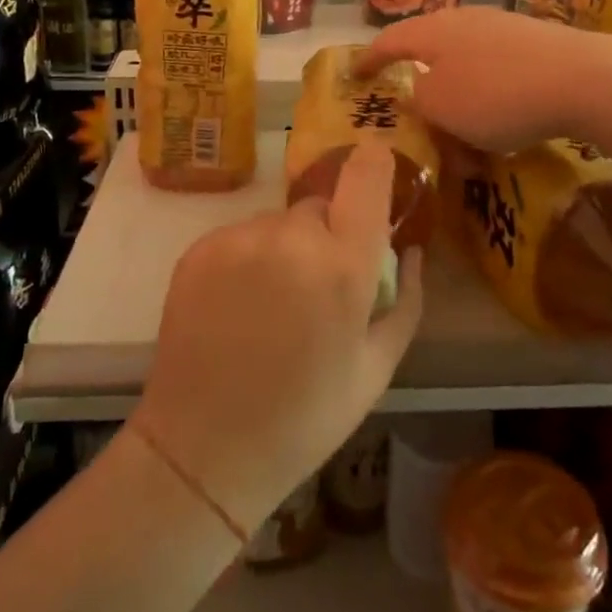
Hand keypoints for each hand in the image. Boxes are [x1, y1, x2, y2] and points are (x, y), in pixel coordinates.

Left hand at [131, 143, 424, 536]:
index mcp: (342, 266)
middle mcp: (290, 238)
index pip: (366, 176)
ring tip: (269, 307)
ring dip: (284, 249)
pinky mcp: (200, 248)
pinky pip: (240, 237)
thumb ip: (404, 300)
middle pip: (319, 209)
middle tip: (315, 291)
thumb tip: (411, 250)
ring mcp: (239, 239)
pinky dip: (246, 259)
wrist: (204, 448)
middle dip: (326, 236)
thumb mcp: (376, 369)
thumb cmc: (305, 416)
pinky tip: (237, 308)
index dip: (375, 163)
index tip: (375, 165)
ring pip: (277, 224)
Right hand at [354, 7, 606, 152]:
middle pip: (429, 48)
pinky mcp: (535, 42)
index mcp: (432, 31)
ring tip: (458, 124)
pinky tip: (500, 120)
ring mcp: (503, 28)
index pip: (388, 41)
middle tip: (409, 103)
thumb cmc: (496, 94)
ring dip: (456, 94)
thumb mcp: (441, 108)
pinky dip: (487, 95)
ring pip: (465, 62)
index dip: (368, 60)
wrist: (583, 79)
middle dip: (418, 78)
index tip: (354, 75)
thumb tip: (422, 94)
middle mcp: (464, 20)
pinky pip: (496, 70)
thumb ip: (419, 101)